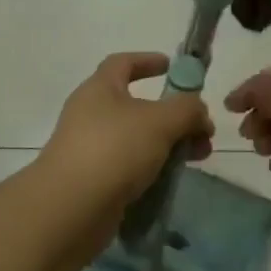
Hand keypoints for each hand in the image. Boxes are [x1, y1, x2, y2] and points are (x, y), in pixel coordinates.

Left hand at [39, 53, 212, 217]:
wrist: (69, 210)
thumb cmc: (114, 150)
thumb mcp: (160, 121)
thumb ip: (187, 109)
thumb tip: (199, 112)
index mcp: (100, 88)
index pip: (123, 63)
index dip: (148, 60)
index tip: (171, 67)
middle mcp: (90, 114)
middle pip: (136, 105)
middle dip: (173, 115)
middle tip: (201, 130)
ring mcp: (89, 149)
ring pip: (136, 139)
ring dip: (168, 144)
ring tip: (196, 158)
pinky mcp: (92, 181)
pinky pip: (128, 167)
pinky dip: (151, 170)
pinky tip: (170, 182)